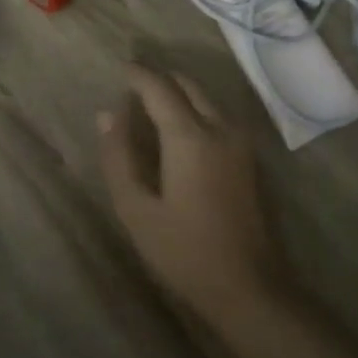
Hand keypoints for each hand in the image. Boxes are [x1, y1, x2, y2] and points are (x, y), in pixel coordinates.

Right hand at [98, 63, 292, 325]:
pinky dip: (194, 109)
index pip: (159, 87)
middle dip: (158, 79)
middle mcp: (220, 127)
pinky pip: (218, 115)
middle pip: (187, 84)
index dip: (136, 74)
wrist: (250, 287)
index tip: (118, 69)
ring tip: (148, 110)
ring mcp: (241, 142)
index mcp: (190, 136)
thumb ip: (118, 156)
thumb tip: (106, 114)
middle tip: (130, 88)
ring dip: (178, 93)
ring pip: (206, 98)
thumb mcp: (136, 209)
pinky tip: (177, 133)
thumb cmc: (184, 251)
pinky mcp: (250, 158)